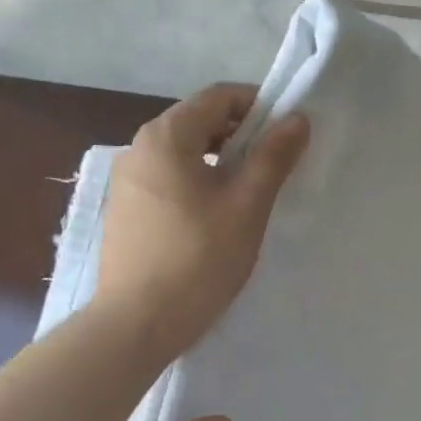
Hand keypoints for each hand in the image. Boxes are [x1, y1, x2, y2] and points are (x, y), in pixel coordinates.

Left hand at [97, 84, 308, 356]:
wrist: (137, 323)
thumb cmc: (198, 259)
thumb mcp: (246, 207)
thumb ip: (272, 157)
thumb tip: (296, 118)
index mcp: (166, 136)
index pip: (218, 97)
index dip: (258, 106)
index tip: (287, 134)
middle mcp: (138, 148)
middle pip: (197, 123)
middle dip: (239, 137)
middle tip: (274, 167)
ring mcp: (126, 183)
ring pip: (182, 156)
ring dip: (218, 164)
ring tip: (247, 196)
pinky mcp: (124, 214)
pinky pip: (167, 183)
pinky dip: (195, 186)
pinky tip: (213, 221)